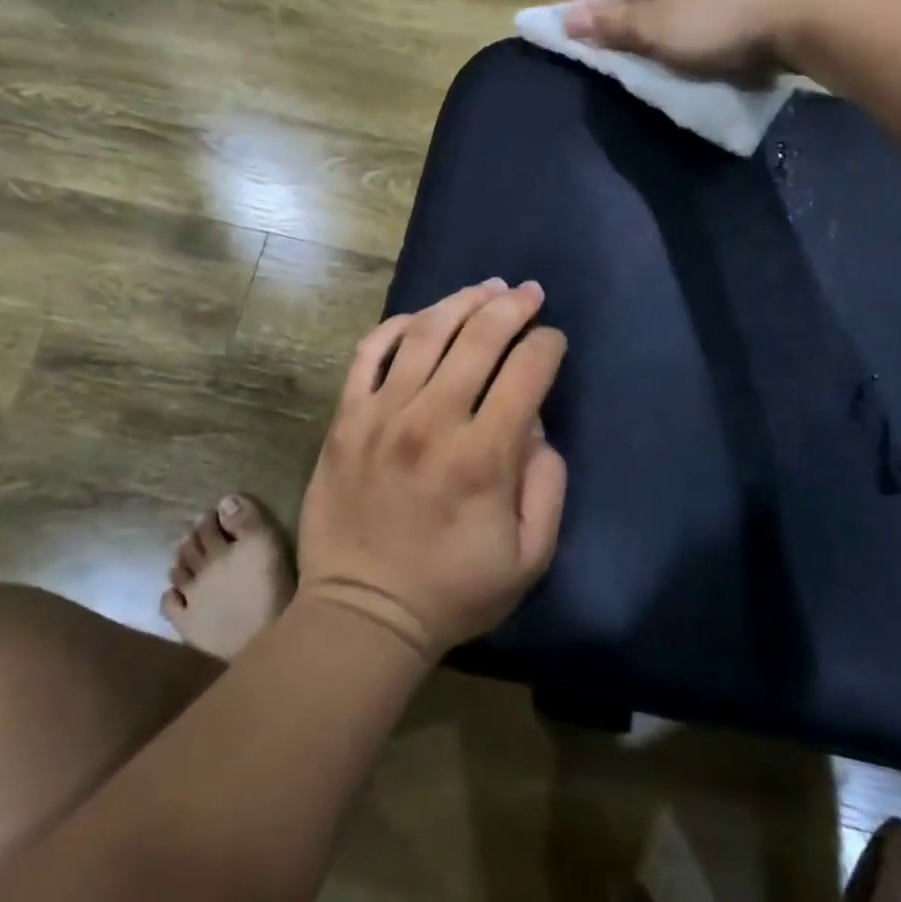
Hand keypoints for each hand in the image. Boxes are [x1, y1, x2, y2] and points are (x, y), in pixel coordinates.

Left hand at [296, 279, 568, 660]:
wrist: (364, 613)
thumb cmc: (454, 590)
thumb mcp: (530, 557)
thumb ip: (547, 484)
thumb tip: (534, 424)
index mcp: (483, 457)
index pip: (526, 372)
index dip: (548, 346)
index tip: (554, 341)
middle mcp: (432, 421)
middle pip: (479, 338)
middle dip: (512, 307)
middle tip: (529, 292)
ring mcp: (382, 415)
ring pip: (425, 332)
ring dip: (461, 301)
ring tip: (486, 288)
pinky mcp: (346, 419)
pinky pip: (368, 353)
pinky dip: (396, 326)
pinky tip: (421, 317)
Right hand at [564, 0, 823, 82]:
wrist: (810, 10)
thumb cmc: (716, 15)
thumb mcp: (652, 27)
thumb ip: (607, 23)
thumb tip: (567, 20)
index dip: (579, 5)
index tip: (569, 40)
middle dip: (618, 14)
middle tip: (609, 53)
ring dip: (653, 20)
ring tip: (649, 54)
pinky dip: (685, 19)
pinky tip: (690, 44)